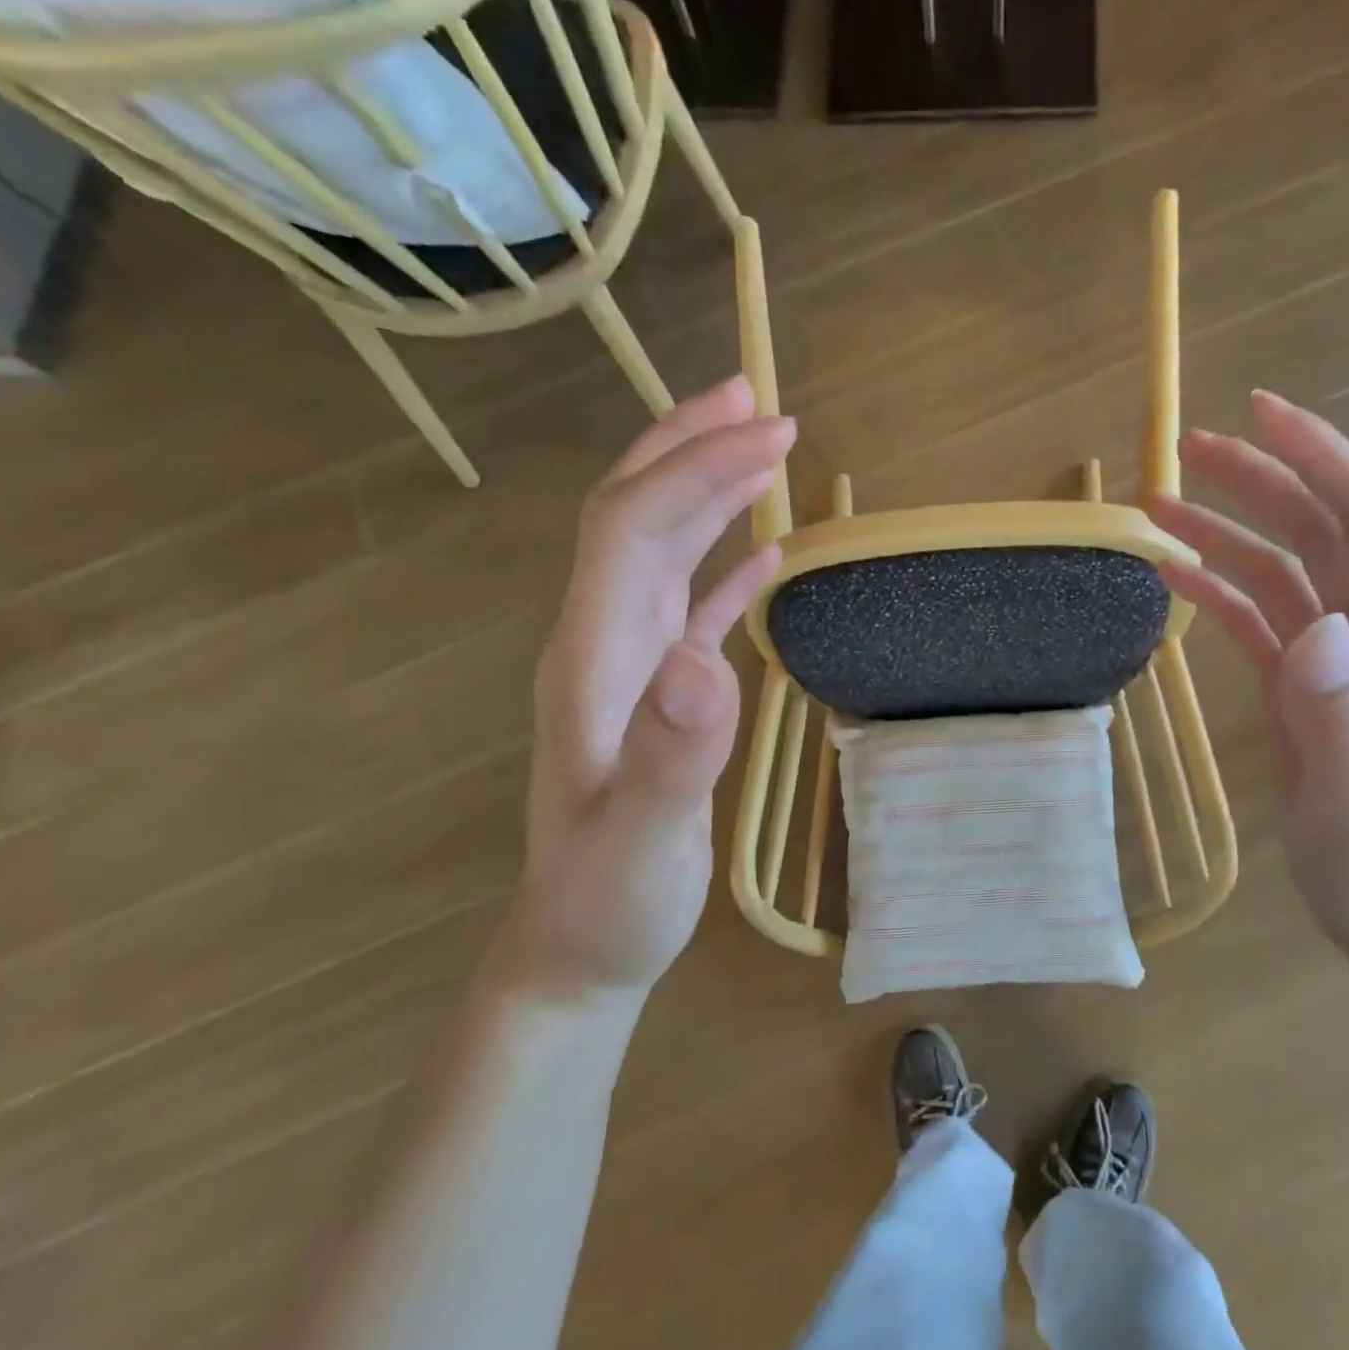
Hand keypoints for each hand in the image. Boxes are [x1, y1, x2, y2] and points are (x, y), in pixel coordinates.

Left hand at [505, 376, 789, 998]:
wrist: (579, 947)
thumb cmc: (609, 901)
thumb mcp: (639, 843)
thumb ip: (668, 757)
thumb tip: (704, 659)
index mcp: (591, 660)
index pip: (631, 529)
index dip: (694, 472)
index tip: (768, 438)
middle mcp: (600, 642)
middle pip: (633, 514)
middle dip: (691, 449)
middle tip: (759, 402)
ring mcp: (628, 665)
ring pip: (658, 549)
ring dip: (705, 489)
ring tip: (759, 446)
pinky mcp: (658, 692)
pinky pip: (688, 604)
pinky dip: (724, 564)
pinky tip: (765, 551)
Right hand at [1149, 391, 1348, 951]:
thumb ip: (1345, 721)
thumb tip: (1315, 630)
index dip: (1320, 458)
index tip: (1260, 414)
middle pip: (1320, 528)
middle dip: (1261, 479)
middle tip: (1188, 448)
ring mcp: (1338, 658)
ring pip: (1283, 566)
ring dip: (1226, 531)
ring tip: (1160, 505)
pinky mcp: (1302, 684)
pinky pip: (1258, 616)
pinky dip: (1217, 589)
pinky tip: (1174, 576)